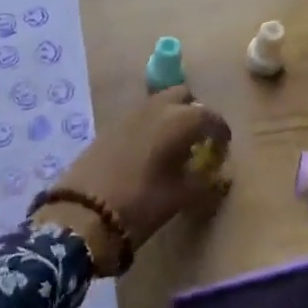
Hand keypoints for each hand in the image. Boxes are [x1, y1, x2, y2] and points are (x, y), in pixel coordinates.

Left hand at [47, 87, 229, 256]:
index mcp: (178, 120)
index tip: (223, 148)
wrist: (83, 212)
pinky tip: (151, 151)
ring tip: (176, 146)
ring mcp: (131, 113)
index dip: (220, 132)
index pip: (209, 116)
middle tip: (199, 139)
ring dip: (172, 116)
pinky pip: (141, 115)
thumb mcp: (180, 197)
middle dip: (195, 112)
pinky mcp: (111, 125)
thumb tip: (219, 174)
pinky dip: (153, 124)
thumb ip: (205, 181)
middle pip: (183, 96)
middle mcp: (156, 107)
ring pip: (160, 102)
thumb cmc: (141, 204)